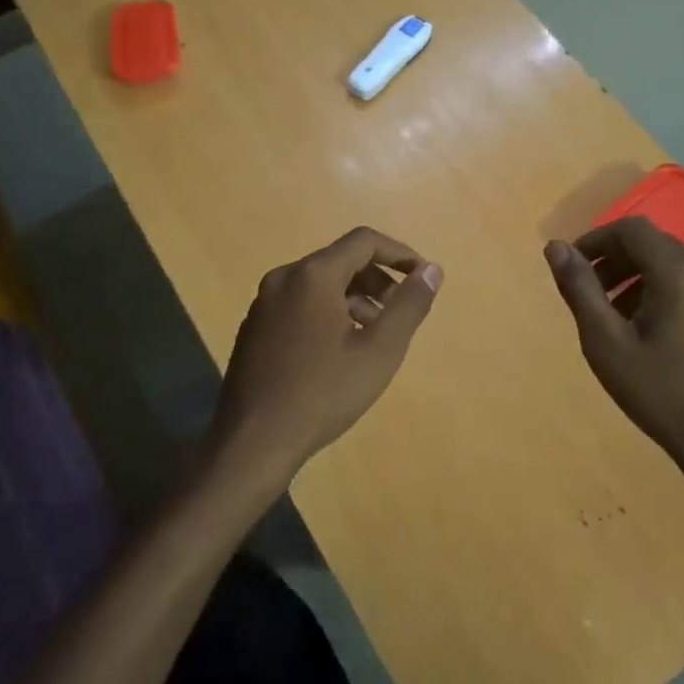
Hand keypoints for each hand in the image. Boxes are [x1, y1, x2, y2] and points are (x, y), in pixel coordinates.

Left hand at [209, 227, 442, 490]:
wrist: (252, 441)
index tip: (422, 277)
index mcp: (312, 275)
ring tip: (374, 337)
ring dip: (354, 299)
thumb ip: (409, 305)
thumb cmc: (322, 393)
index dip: (399, 253)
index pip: (364, 241)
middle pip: (340, 260)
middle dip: (377, 280)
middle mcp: (284, 278)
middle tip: (400, 313)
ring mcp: (264, 302)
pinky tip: (339, 351)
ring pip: (319, 284)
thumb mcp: (379, 351)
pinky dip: (328, 312)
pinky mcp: (255, 326)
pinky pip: (300, 303)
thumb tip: (431, 270)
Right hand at [544, 217, 683, 487]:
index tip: (573, 266)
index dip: (596, 239)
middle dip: (616, 260)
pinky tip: (652, 333)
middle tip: (590, 293)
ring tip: (616, 317)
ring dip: (639, 277)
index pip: (632, 229)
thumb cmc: (661, 393)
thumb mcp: (606, 343)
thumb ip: (580, 289)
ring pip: (676, 266)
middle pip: (655, 245)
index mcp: (680, 273)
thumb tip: (555, 246)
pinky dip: (666, 292)